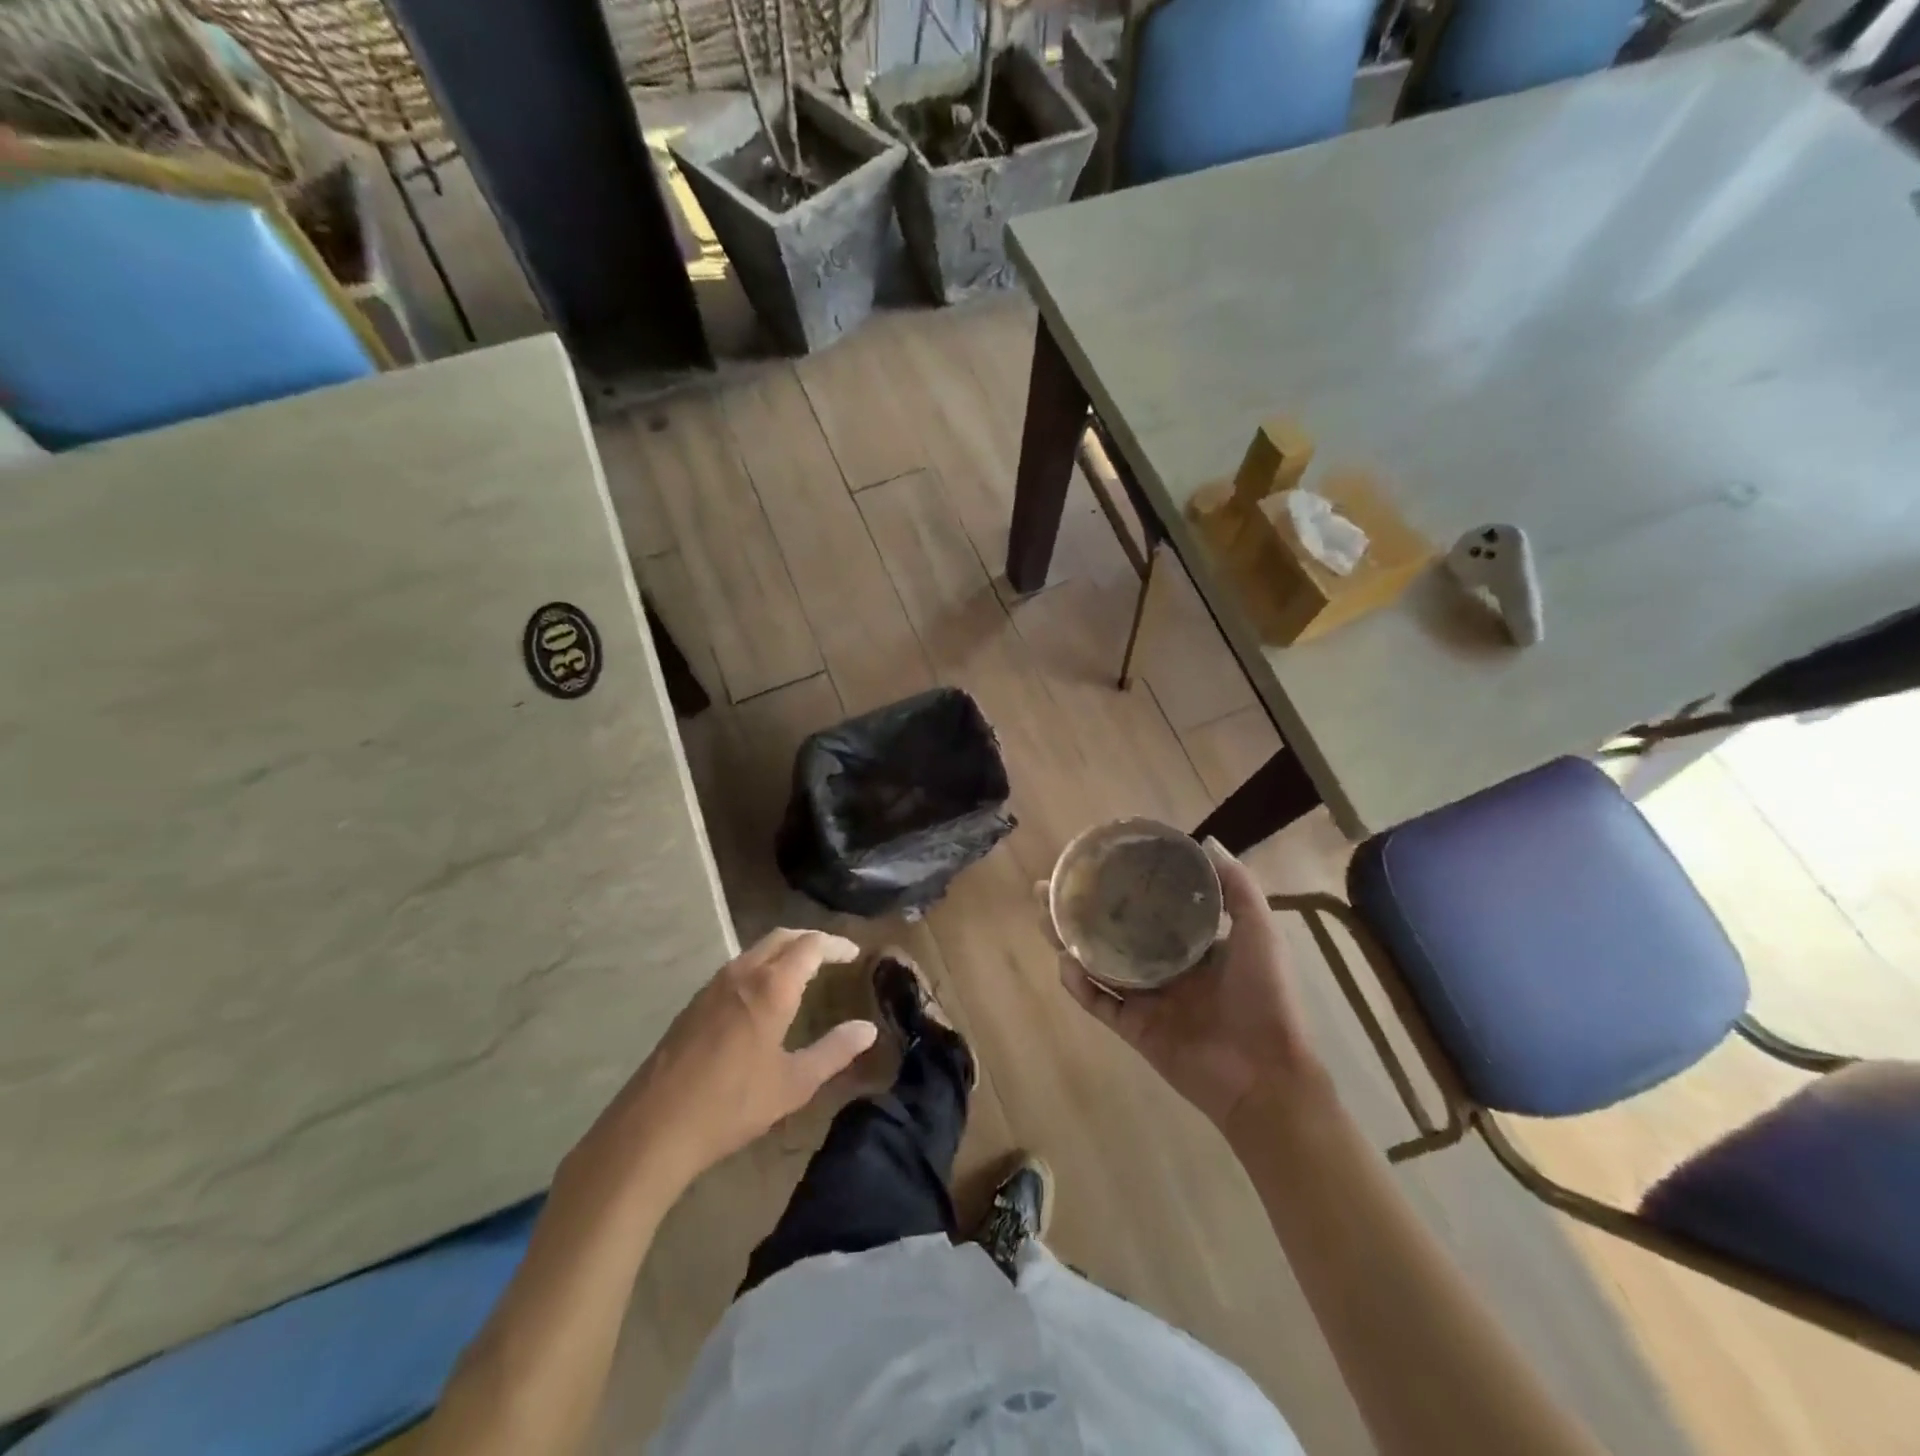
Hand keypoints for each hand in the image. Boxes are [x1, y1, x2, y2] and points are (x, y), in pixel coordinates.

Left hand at [571, 929, 877, 1196]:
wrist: (653, 1128)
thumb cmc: (732, 1105)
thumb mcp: (793, 1084)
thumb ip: (834, 1051)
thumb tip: (867, 1029)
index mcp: (772, 987)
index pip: (811, 945)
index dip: (836, 945)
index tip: (854, 954)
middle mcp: (743, 973)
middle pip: (782, 937)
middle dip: (811, 940)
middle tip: (833, 955)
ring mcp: (713, 986)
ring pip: (756, 950)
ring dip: (784, 951)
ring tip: (803, 971)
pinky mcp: (694, 1003)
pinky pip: (737, 968)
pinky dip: (761, 966)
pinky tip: (763, 996)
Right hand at [1056, 840, 1326, 1133]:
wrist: (1265, 1075)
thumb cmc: (1265, 998)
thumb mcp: (1259, 932)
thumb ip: (1238, 888)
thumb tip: (1207, 842)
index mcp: (1192, 945)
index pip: (1148, 908)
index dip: (1121, 886)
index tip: (1095, 862)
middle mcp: (1164, 968)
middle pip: (1112, 932)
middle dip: (1080, 909)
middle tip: (1049, 887)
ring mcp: (1147, 1000)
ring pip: (1098, 964)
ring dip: (1070, 942)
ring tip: (1044, 916)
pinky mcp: (1134, 1030)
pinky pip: (1099, 1003)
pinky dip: (1079, 985)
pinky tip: (1065, 963)